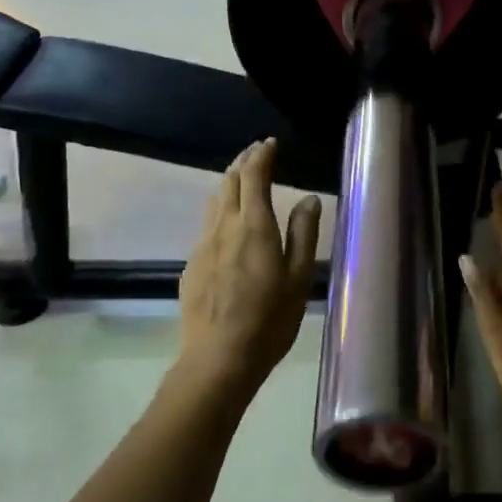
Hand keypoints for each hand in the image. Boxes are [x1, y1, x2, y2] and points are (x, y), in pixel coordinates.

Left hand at [177, 139, 321, 394]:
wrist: (218, 358)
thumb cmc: (269, 320)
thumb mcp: (299, 278)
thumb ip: (303, 234)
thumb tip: (309, 199)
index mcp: (254, 226)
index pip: (254, 177)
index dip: (261, 156)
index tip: (269, 144)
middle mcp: (224, 227)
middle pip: (229, 182)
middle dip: (243, 162)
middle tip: (256, 153)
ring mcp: (202, 245)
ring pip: (214, 202)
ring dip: (228, 183)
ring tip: (240, 178)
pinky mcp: (192, 265)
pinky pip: (206, 225)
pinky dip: (219, 210)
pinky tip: (227, 223)